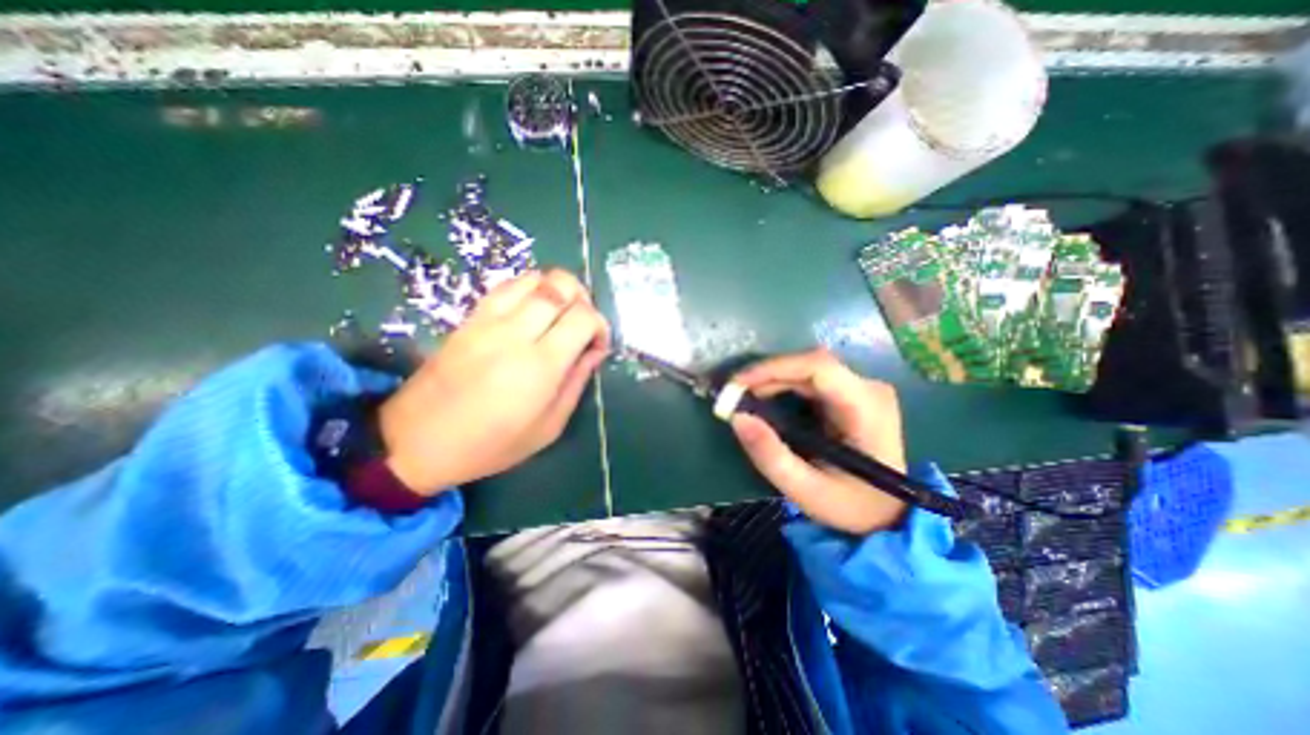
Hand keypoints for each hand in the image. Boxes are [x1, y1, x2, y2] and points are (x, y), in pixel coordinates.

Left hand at [377, 267, 605, 497]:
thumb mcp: (548, 427)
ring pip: (534, 277)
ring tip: (559, 315)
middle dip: (583, 299)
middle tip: (582, 324)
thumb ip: (576, 383)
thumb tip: (595, 351)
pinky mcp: (469, 318)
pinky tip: (532, 312)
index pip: (583, 317)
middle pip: (561, 285)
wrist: (417, 440)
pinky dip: (530, 290)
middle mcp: (515, 332)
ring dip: (557, 290)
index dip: (600, 325)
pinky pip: (507, 286)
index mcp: (540, 365)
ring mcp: (488, 320)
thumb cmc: (490, 444)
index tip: (597, 345)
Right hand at [728, 350, 912, 534]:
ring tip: (745, 399)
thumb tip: (736, 417)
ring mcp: (862, 388)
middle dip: (767, 376)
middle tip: (734, 395)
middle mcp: (868, 388)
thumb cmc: (852, 506)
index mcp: (867, 407)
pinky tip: (766, 400)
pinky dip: (782, 386)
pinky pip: (810, 379)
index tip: (738, 384)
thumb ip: (770, 455)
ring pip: (807, 369)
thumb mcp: (806, 490)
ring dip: (772, 379)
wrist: (889, 514)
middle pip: (810, 364)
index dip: (773, 368)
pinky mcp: (851, 393)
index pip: (818, 367)